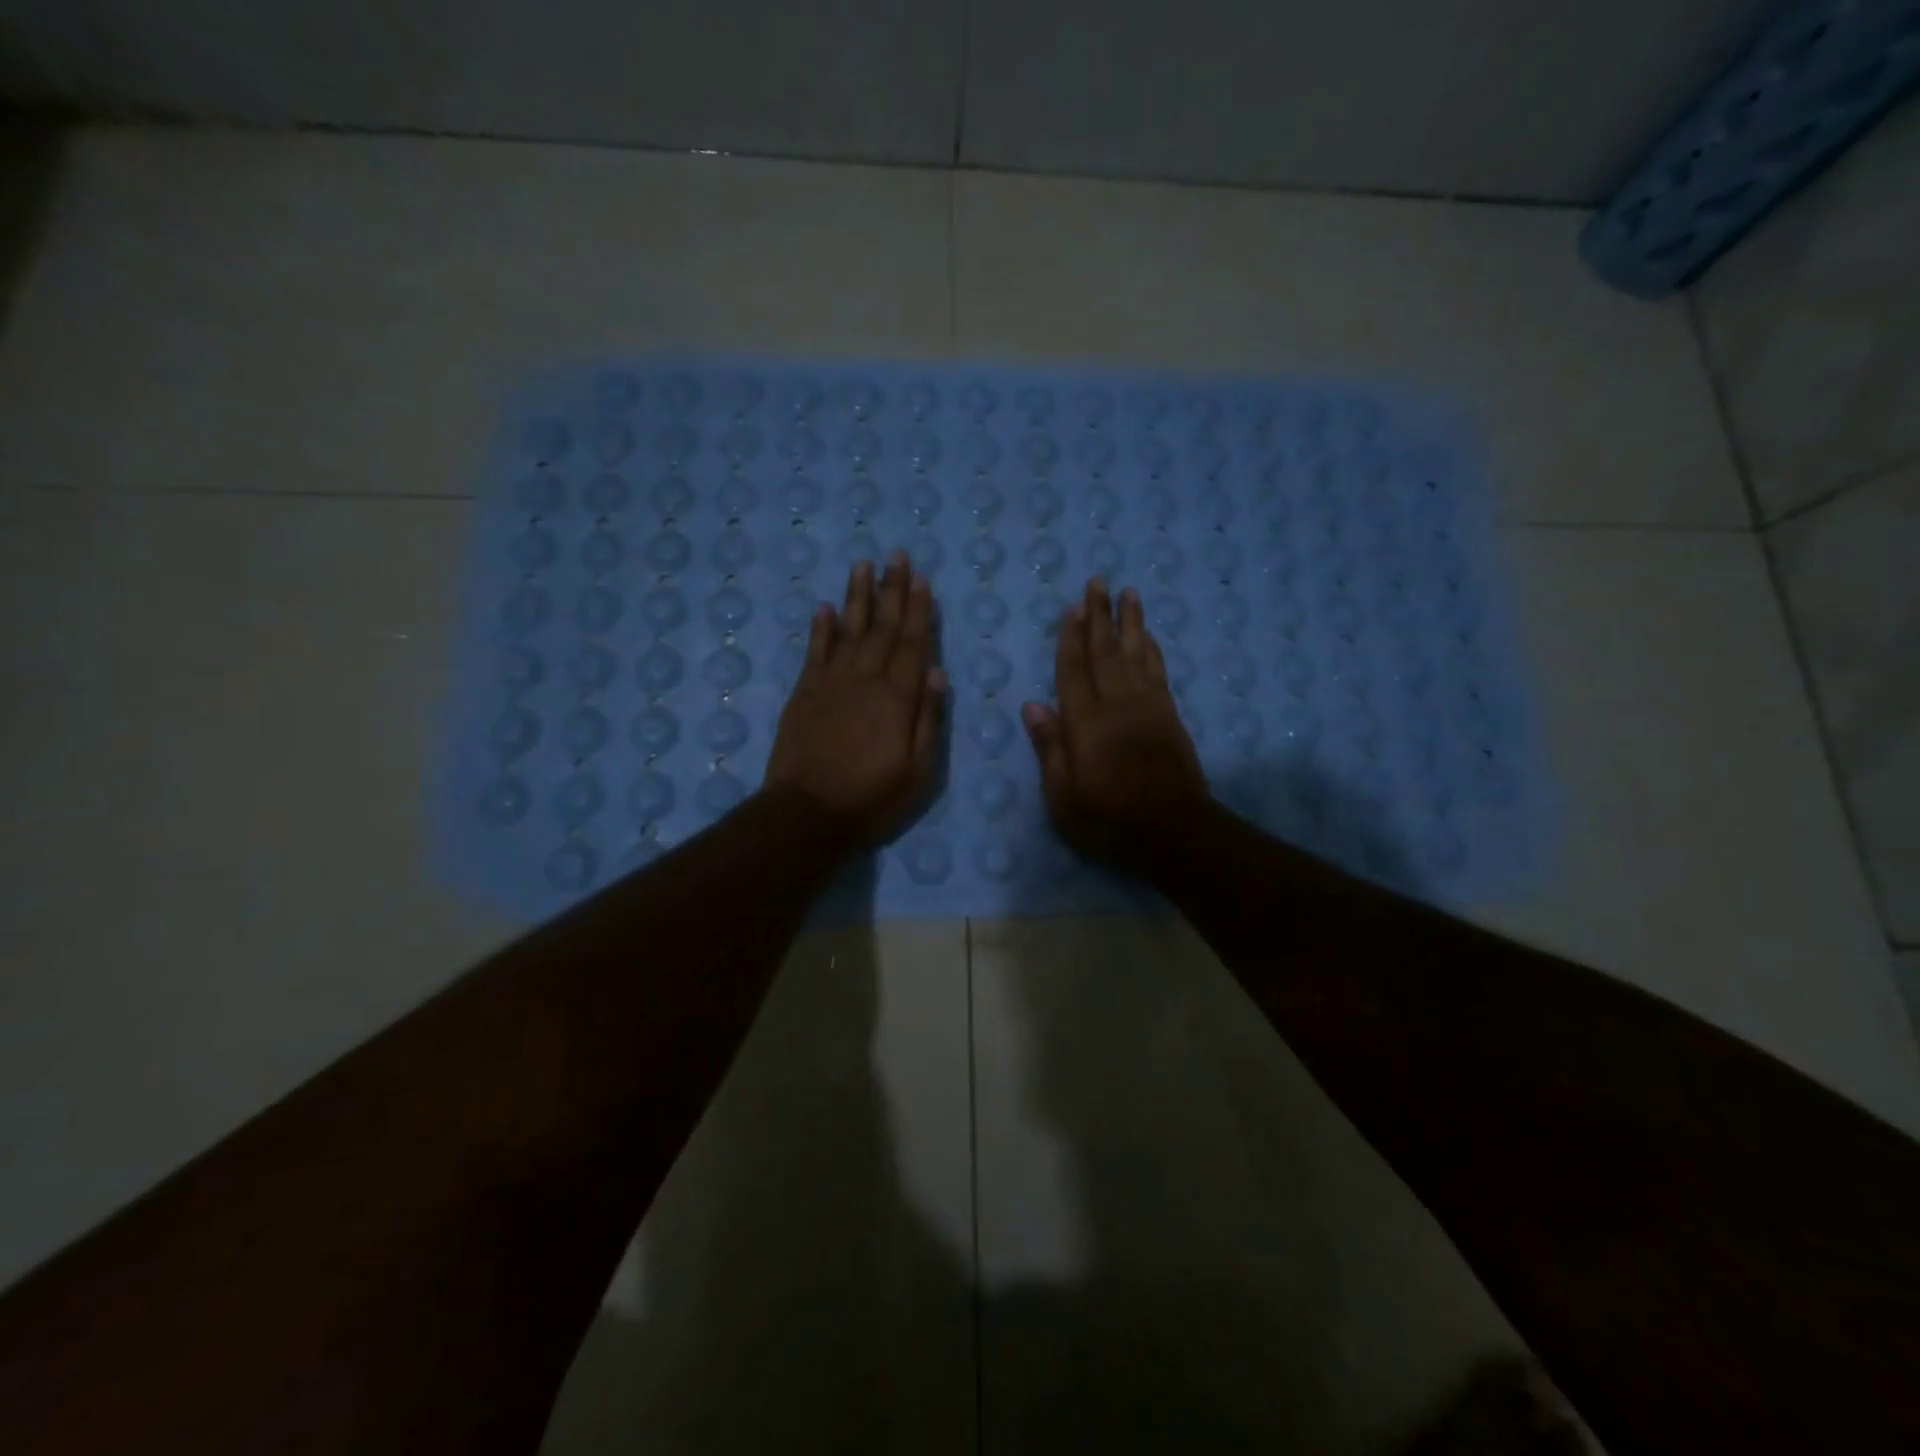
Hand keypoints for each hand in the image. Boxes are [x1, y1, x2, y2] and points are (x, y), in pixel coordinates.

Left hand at [764, 552, 946, 850]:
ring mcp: (829, 684)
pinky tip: (826, 607)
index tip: (921, 578)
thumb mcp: (919, 772)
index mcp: (897, 698)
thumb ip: (929, 719)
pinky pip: (814, 652)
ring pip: (848, 630)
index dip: (918, 610)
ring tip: (863, 565)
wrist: (806, 815)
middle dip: (892, 590)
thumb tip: (937, 672)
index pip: (912, 644)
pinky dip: (821, 628)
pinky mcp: (803, 694)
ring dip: (858, 597)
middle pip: (882, 628)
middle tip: (897, 556)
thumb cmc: (872, 799)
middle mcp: (864, 680)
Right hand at [1022, 578, 1208, 874]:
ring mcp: (1148, 707)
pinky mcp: (1169, 716)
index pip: (1073, 670)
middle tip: (1098, 581)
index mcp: (1086, 723)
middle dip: (1099, 616)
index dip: (1070, 638)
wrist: (1174, 833)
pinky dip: (1153, 649)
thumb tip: (1033, 706)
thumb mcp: (1064, 798)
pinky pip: (1159, 671)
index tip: (1071, 607)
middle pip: (1106, 651)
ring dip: (1131, 622)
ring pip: (1136, 654)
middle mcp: (1117, 705)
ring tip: (1129, 593)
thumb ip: (1050, 749)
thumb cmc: (1109, 821)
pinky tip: (1149, 635)